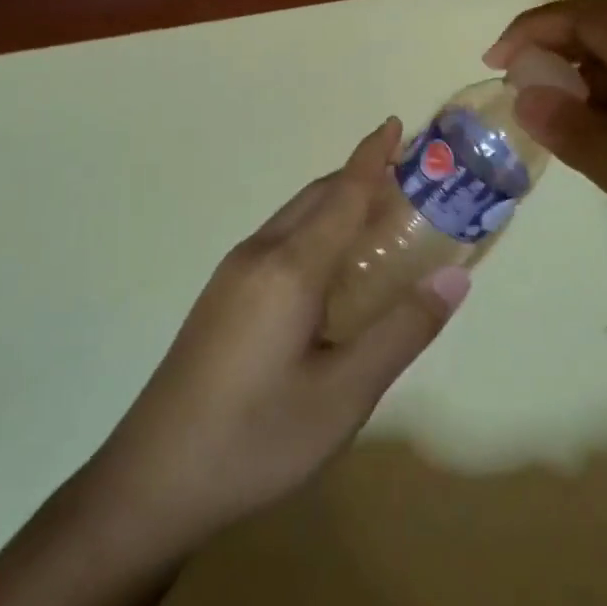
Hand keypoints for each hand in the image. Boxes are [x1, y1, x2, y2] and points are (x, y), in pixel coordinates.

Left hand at [82, 120, 468, 557]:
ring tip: (380, 218)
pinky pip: (279, 244)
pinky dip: (315, 233)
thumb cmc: (257, 438)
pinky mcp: (221, 298)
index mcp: (289, 268)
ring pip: (294, 220)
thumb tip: (454, 278)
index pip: (342, 194)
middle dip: (360, 178)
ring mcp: (231, 276)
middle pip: (316, 199)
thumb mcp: (344, 395)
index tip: (398, 123)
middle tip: (410, 179)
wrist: (152, 482)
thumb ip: (401, 331)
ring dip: (336, 206)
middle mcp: (257, 255)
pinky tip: (332, 269)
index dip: (373, 157)